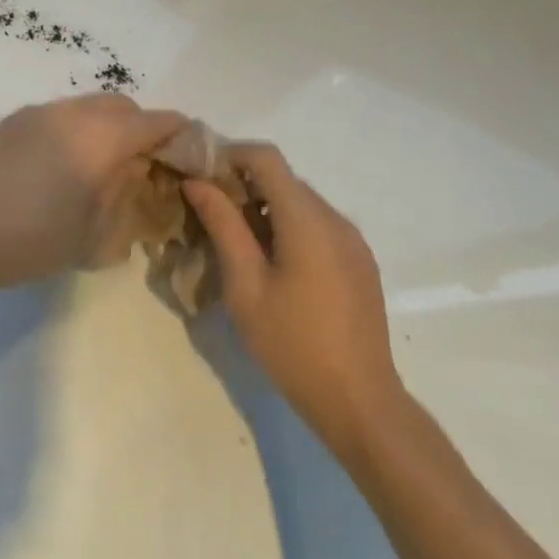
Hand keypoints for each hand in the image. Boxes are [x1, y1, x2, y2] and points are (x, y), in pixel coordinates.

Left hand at [0, 95, 186, 294]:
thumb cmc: (29, 240)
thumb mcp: (93, 234)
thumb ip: (125, 197)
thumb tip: (137, 173)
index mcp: (100, 139)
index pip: (156, 121)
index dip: (179, 134)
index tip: (188, 153)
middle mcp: (72, 113)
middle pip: (123, 106)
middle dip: (141, 128)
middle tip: (142, 165)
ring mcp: (39, 112)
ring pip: (89, 106)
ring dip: (106, 127)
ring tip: (99, 167)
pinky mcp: (13, 119)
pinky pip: (59, 114)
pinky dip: (76, 129)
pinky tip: (59, 166)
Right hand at [185, 145, 404, 459]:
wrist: (361, 403)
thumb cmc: (293, 344)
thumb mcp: (245, 285)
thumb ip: (223, 225)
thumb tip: (198, 182)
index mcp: (307, 219)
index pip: (267, 157)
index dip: (230, 155)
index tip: (201, 178)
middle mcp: (335, 218)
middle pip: (283, 179)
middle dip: (243, 185)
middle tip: (210, 214)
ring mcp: (352, 240)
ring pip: (300, 202)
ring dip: (265, 208)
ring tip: (237, 243)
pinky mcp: (359, 261)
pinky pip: (318, 225)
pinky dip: (289, 227)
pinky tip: (272, 265)